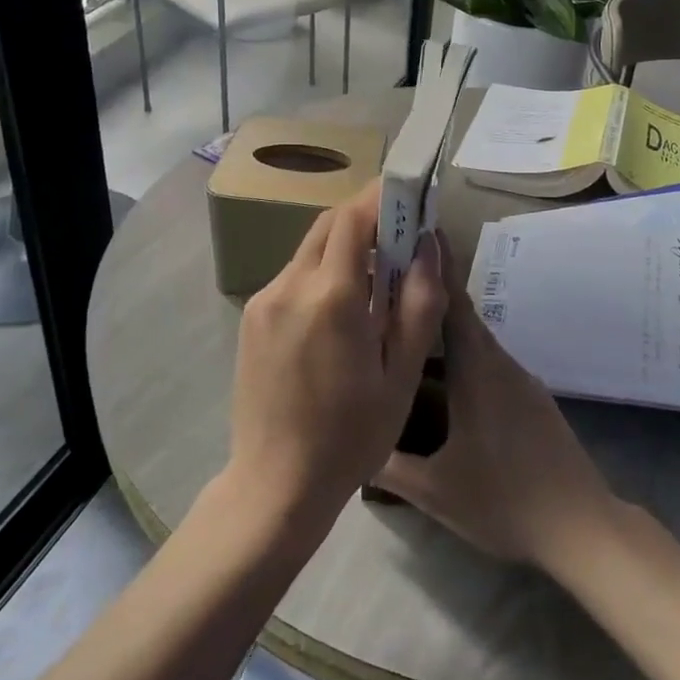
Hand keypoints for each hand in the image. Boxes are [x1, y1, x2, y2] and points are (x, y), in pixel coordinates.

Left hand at [223, 179, 446, 542]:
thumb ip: (418, 304)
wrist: (275, 486)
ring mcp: (264, 301)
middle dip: (364, 218)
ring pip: (308, 250)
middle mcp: (290, 286)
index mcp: (330, 296)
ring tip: (375, 279)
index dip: (381, 198)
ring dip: (343, 247)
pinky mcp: (252, 319)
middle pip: (328, 225)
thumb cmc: (350, 436)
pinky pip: (293, 277)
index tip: (409, 194)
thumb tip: (428, 246)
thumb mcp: (401, 375)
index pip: (353, 218)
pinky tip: (341, 311)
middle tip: (399, 236)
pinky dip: (321, 273)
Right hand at [374, 253, 619, 569]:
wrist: (581, 526)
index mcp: (477, 371)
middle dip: (430, 294)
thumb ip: (389, 465)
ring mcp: (520, 381)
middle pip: (461, 317)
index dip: (434, 267)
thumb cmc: (504, 499)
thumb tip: (351, 442)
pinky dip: (463, 355)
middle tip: (392, 280)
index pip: (452, 304)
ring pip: (475, 342)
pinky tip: (443, 376)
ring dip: (444, 328)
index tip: (415, 234)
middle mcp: (500, 364)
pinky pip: (489, 363)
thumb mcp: (435, 490)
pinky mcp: (530, 400)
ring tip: (406, 325)